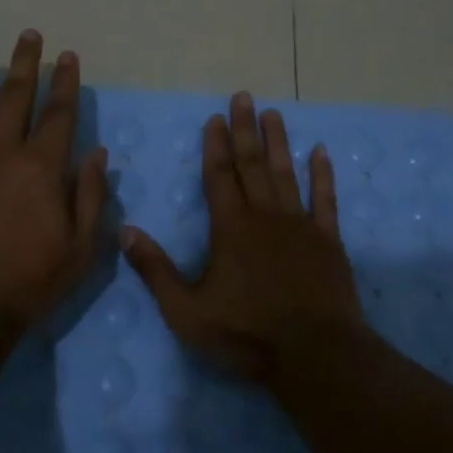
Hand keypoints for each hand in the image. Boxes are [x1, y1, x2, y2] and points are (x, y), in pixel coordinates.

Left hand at [0, 24, 108, 333]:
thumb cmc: (30, 283)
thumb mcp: (81, 249)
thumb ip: (90, 196)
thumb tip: (97, 152)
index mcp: (41, 170)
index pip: (58, 115)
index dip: (65, 83)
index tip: (67, 55)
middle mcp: (0, 155)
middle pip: (14, 98)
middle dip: (23, 62)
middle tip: (27, 33)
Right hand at [120, 91, 365, 383]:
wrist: (315, 355)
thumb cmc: (246, 335)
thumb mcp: (186, 311)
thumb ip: (155, 270)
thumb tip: (125, 230)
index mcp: (230, 228)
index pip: (218, 175)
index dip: (215, 145)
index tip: (215, 117)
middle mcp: (265, 216)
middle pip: (252, 164)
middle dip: (245, 130)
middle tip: (244, 97)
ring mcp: (300, 225)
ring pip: (287, 173)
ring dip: (279, 142)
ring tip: (274, 113)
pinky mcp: (328, 240)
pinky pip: (325, 199)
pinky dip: (323, 175)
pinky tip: (321, 152)